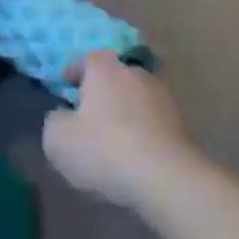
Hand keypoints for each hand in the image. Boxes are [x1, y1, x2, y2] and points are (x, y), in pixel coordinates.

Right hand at [42, 51, 196, 208]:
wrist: (167, 179)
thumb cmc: (104, 150)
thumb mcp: (57, 139)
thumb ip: (55, 120)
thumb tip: (65, 116)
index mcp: (106, 71)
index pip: (89, 58)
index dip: (76, 71)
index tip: (67, 86)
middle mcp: (138, 75)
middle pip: (116, 77)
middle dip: (102, 93)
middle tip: (88, 116)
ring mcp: (165, 99)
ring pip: (137, 100)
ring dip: (125, 114)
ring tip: (112, 140)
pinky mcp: (183, 126)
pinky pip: (153, 123)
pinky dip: (142, 133)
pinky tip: (134, 155)